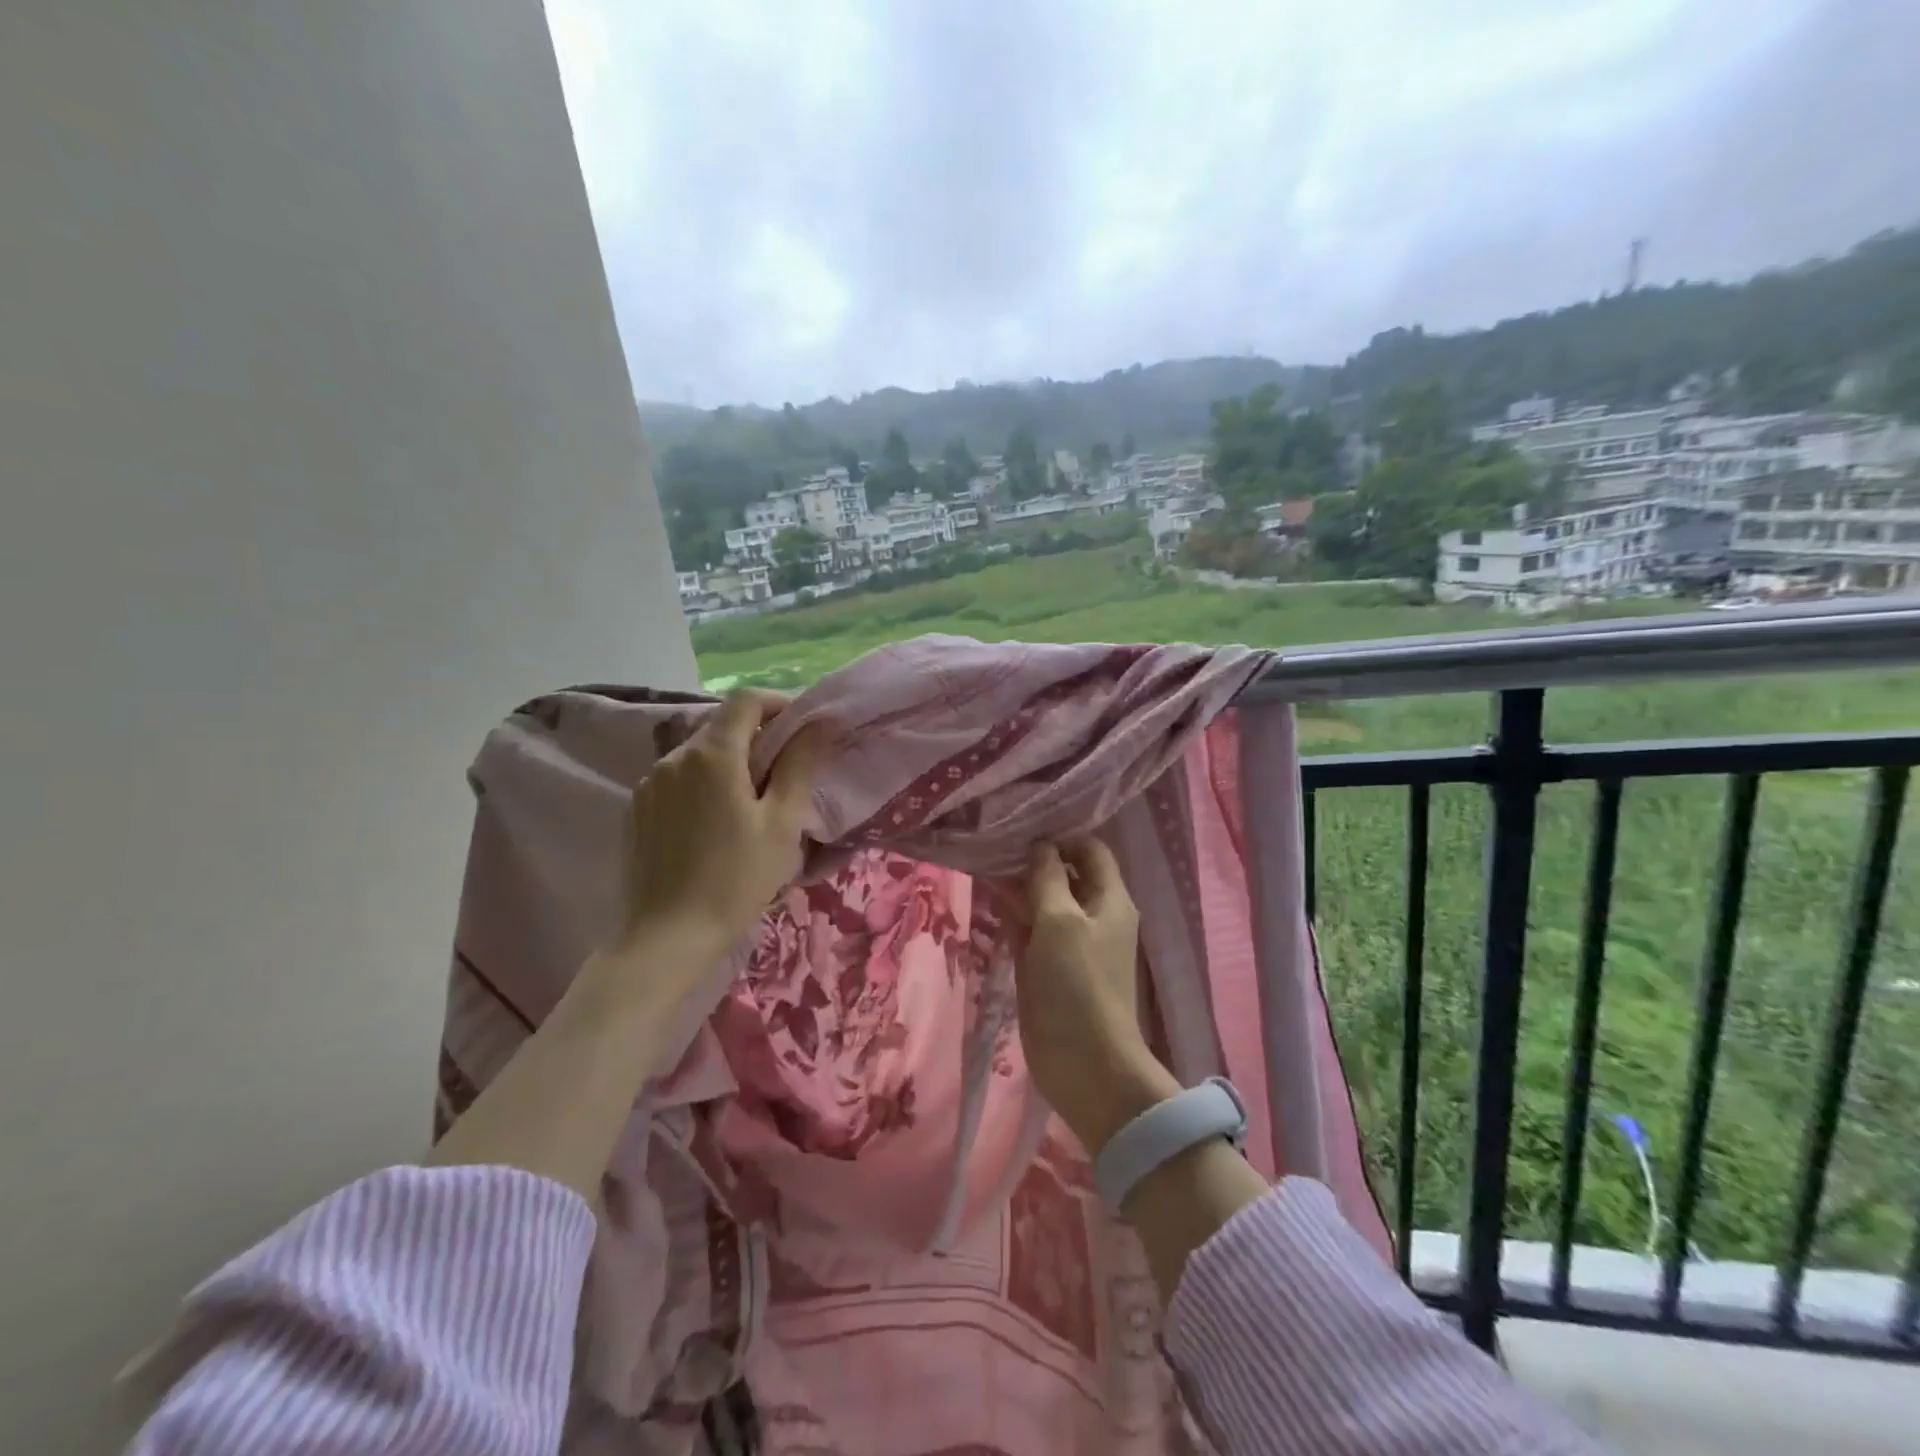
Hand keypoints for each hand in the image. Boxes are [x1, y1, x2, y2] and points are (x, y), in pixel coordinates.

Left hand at [612, 690, 828, 975]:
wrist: (667, 937)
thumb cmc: (736, 879)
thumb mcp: (782, 823)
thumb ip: (800, 765)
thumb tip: (820, 723)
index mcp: (712, 754)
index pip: (746, 700)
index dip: (778, 704)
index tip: (803, 730)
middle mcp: (673, 757)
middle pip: (721, 726)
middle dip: (757, 737)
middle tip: (785, 775)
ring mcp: (649, 783)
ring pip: (699, 754)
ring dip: (730, 763)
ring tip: (751, 805)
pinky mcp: (636, 810)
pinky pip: (677, 780)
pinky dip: (703, 785)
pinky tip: (715, 825)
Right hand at [1015, 838, 1179, 1154]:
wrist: (1084, 1063)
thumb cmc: (1077, 984)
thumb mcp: (1060, 921)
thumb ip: (1047, 878)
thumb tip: (1039, 844)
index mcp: (1110, 899)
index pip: (1090, 850)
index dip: (1061, 836)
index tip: (1023, 826)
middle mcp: (1093, 915)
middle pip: (1064, 874)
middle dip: (1032, 859)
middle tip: (993, 841)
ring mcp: (1070, 942)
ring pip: (1043, 902)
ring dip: (1018, 886)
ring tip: (982, 862)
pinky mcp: (1049, 966)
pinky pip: (1031, 930)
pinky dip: (1013, 915)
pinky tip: (987, 899)